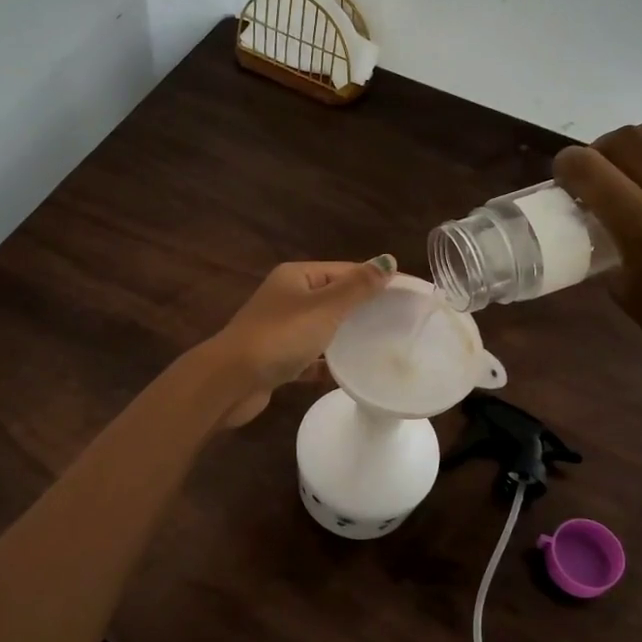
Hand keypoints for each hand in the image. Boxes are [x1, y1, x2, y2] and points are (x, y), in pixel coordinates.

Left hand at [207, 257, 395, 426]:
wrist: (231, 381)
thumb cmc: (280, 337)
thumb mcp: (324, 308)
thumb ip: (357, 287)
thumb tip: (388, 261)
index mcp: (296, 277)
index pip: (344, 270)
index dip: (376, 279)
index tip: (409, 294)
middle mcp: (286, 298)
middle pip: (333, 298)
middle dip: (363, 309)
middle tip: (400, 322)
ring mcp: (279, 330)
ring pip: (321, 329)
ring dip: (345, 336)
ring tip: (381, 346)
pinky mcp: (276, 361)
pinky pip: (309, 359)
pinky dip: (325, 364)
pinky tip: (348, 375)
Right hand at [554, 118, 641, 390]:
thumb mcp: (621, 287)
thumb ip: (607, 243)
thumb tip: (597, 217)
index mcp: (641, 224)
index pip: (588, 168)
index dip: (565, 165)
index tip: (564, 176)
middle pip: (626, 139)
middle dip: (600, 150)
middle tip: (599, 171)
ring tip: (639, 159)